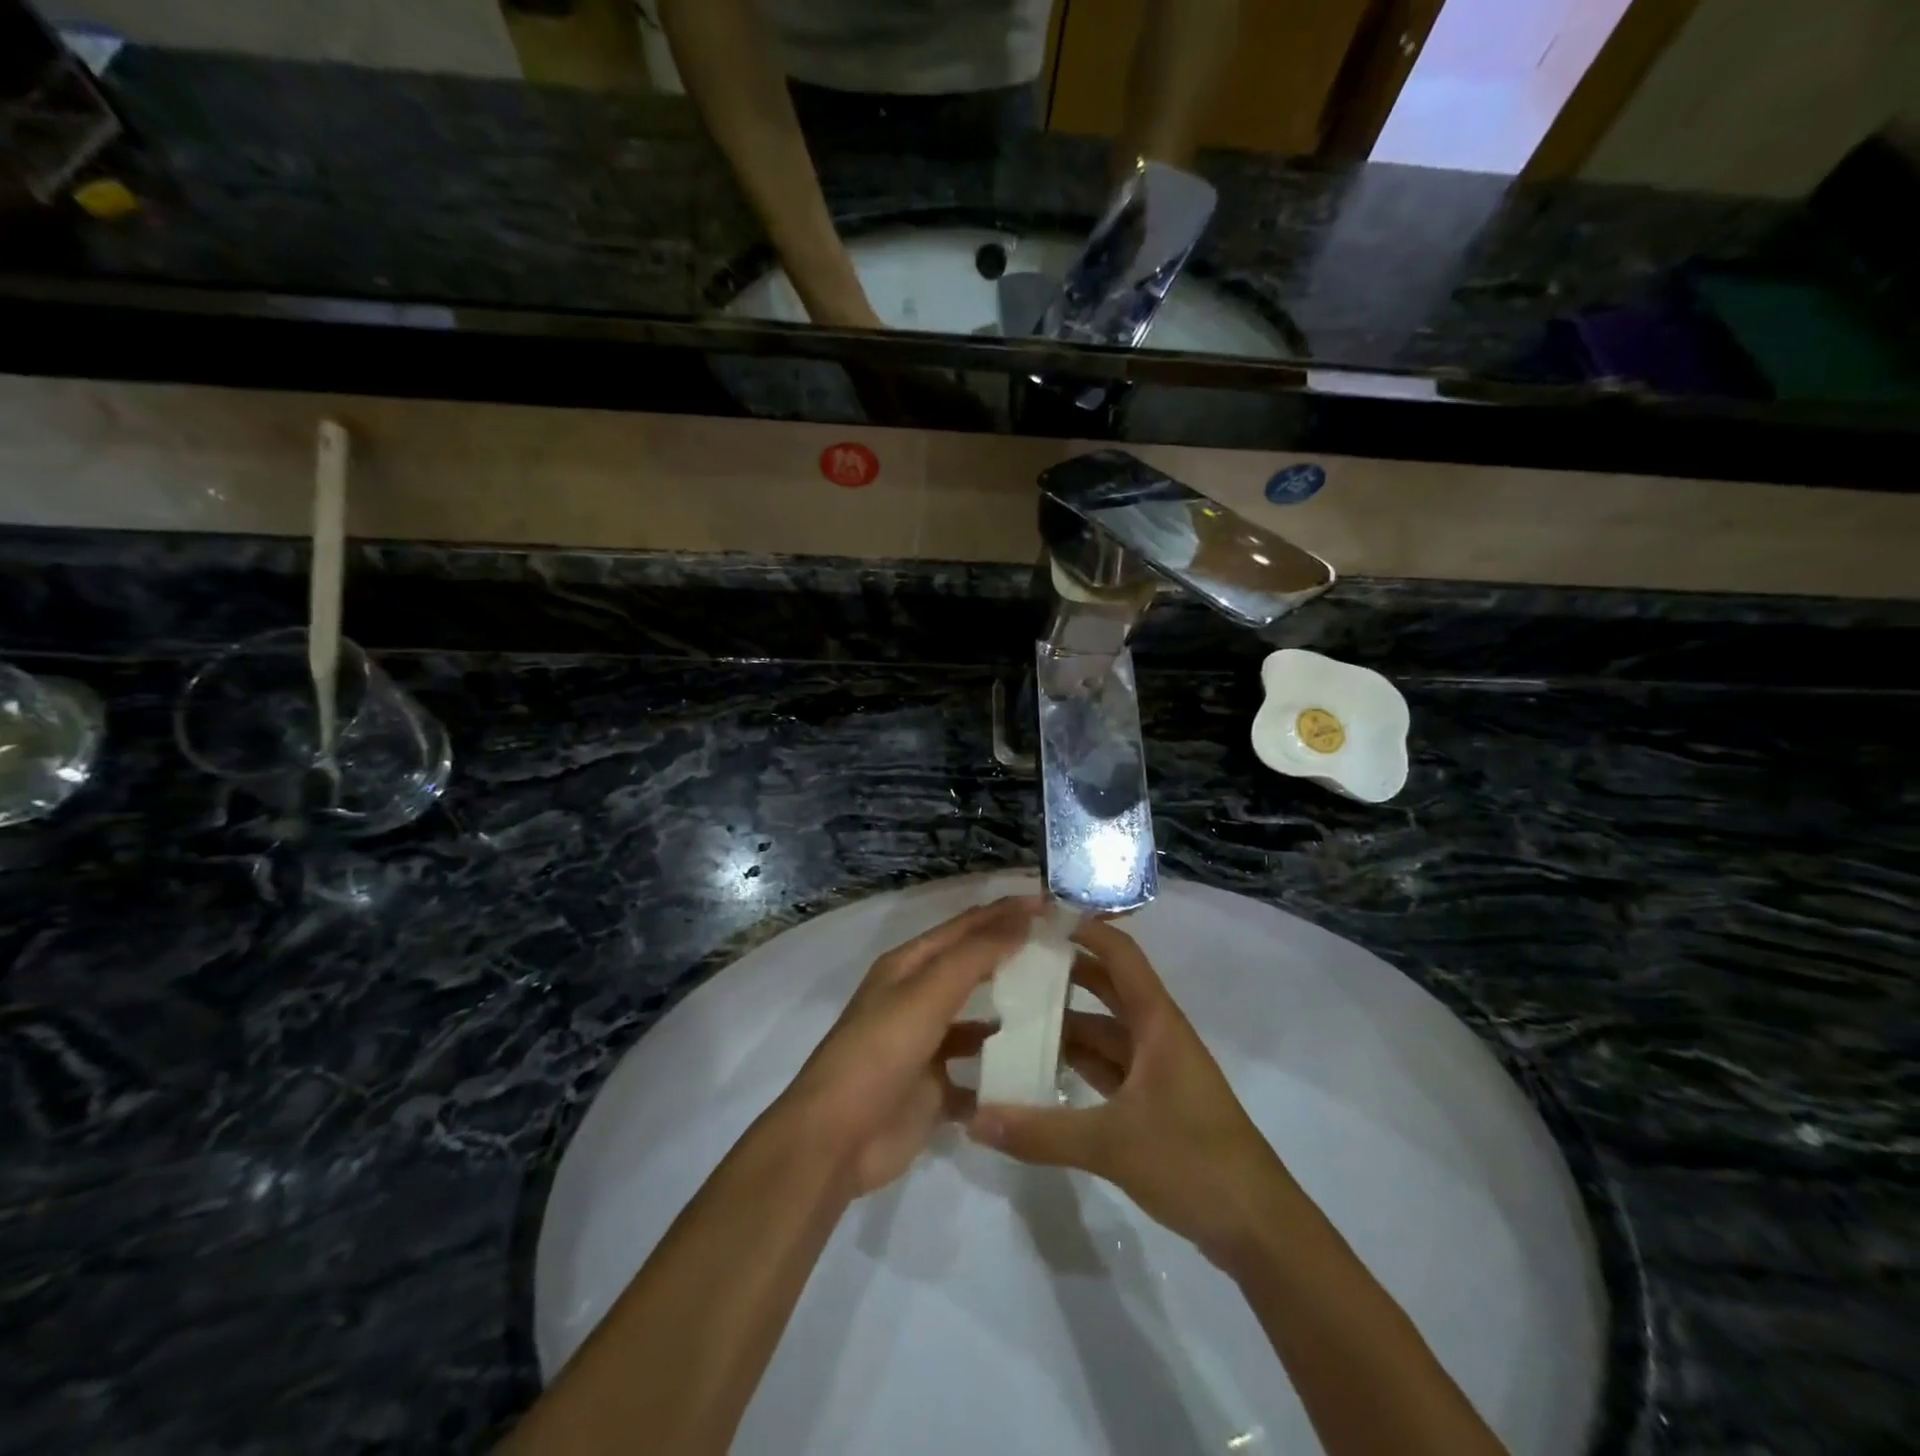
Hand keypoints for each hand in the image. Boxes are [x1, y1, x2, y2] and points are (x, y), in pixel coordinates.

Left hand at [779, 895, 1045, 1196]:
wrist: (837, 1139)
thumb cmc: (880, 1052)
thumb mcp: (927, 994)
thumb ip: (975, 955)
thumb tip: (1022, 916)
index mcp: (909, 966)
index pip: (966, 926)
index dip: (1006, 912)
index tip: (1052, 904)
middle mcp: (917, 998)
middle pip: (972, 968)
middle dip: (1013, 956)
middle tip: (1064, 951)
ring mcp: (926, 1045)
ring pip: (977, 1022)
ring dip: (1011, 1015)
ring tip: (1060, 1011)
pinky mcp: (935, 1089)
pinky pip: (977, 1074)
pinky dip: (1002, 1071)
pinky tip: (1037, 1070)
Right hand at [966, 918, 1292, 1266]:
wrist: (1259, 1228)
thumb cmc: (1194, 1162)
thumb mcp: (1112, 1145)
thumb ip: (1041, 1133)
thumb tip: (975, 1121)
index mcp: (1156, 1022)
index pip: (1119, 954)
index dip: (1085, 928)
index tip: (1040, 916)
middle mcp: (1156, 1034)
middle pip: (1106, 986)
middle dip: (1065, 971)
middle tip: (1012, 963)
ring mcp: (1156, 1068)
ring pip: (1104, 1029)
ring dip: (1065, 1021)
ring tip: (1013, 1012)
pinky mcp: (1153, 1101)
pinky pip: (1107, 1066)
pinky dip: (1077, 1062)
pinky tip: (1040, 1068)